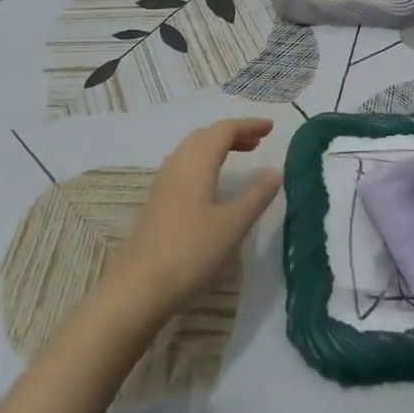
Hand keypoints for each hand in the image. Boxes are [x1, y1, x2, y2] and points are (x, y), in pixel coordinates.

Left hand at [105, 118, 280, 320]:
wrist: (139, 288)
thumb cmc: (191, 251)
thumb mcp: (233, 224)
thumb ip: (256, 196)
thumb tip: (274, 172)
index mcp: (196, 162)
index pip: (224, 130)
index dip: (248, 125)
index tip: (271, 128)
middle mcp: (177, 164)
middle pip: (206, 135)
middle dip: (233, 134)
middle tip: (258, 142)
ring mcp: (163, 183)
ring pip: (192, 150)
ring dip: (217, 147)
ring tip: (240, 157)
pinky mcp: (157, 202)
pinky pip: (184, 167)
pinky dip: (204, 163)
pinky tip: (212, 184)